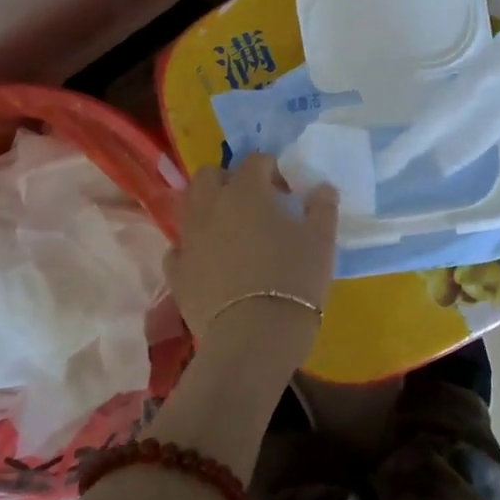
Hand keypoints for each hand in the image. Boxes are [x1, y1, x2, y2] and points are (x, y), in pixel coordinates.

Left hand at [164, 154, 338, 380]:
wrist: (254, 337)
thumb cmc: (294, 280)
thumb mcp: (322, 241)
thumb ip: (322, 208)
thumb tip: (322, 188)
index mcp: (246, 191)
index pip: (256, 161)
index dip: (273, 170)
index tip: (288, 191)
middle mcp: (210, 206)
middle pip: (209, 175)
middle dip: (228, 179)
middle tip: (252, 202)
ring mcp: (189, 239)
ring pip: (188, 206)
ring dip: (207, 208)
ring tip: (230, 229)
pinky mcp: (176, 273)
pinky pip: (179, 249)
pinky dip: (193, 248)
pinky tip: (210, 262)